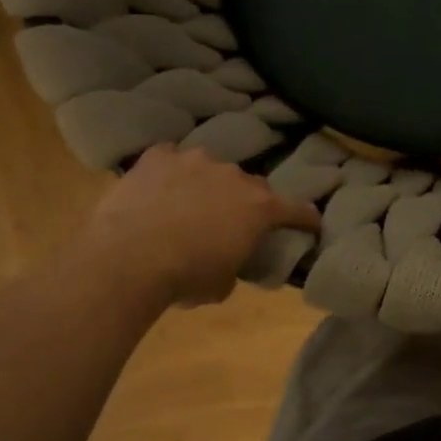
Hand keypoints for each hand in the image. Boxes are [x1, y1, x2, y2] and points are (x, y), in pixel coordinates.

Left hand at [78, 145, 319, 307]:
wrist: (127, 259)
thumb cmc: (185, 277)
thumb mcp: (224, 283)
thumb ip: (236, 261)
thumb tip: (229, 257)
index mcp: (259, 208)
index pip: (297, 210)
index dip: (306, 218)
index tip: (312, 223)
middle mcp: (234, 176)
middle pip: (251, 185)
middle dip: (247, 201)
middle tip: (233, 221)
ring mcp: (195, 160)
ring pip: (211, 168)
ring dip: (208, 184)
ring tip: (191, 204)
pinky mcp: (158, 156)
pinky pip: (171, 160)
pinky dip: (171, 173)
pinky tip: (158, 189)